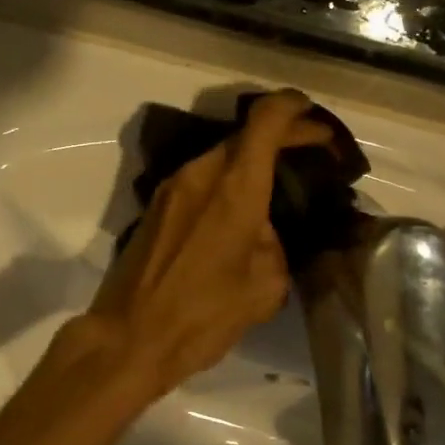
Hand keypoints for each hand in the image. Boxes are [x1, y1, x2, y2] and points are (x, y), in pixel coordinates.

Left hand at [81, 91, 331, 398]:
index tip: (314, 118)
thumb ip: (274, 243)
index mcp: (233, 186)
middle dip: (280, 136)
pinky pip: (200, 177)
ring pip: (220, 156)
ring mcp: (172, 186)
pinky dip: (227, 179)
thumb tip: (263, 229)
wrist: (130, 335)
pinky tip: (242, 209)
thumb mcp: (264, 286)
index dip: (294, 108)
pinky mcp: (156, 205)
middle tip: (309, 154)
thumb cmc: (203, 314)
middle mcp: (199, 173)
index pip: (266, 120)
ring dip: (251, 160)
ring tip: (279, 184)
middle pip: (244, 135)